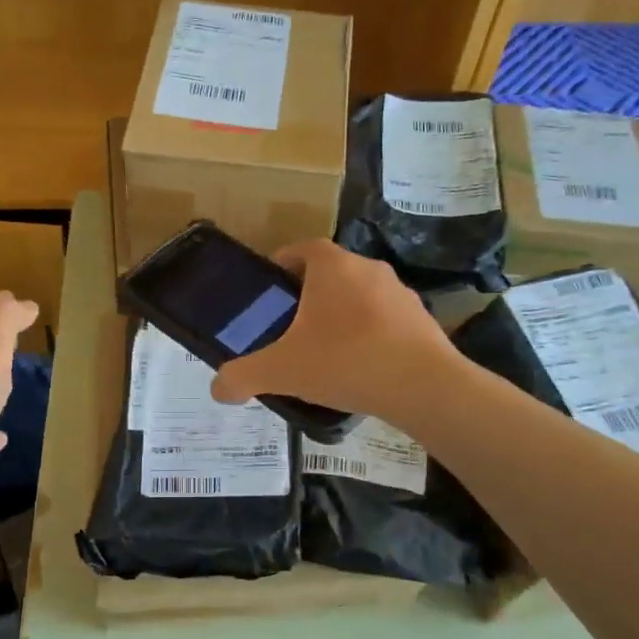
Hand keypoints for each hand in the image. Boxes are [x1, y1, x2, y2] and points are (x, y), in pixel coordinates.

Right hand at [209, 240, 455, 422]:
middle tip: (293, 327)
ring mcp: (401, 292)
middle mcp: (368, 268)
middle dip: (311, 294)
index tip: (273, 289)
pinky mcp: (422, 319)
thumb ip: (243, 376)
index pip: (302, 248)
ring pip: (361, 295)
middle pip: (332, 273)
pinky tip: (362, 367)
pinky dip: (371, 334)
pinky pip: (386, 319)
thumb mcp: (282, 370)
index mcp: (332, 267)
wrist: (422, 385)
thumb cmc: (345, 361)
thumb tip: (217, 389)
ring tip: (328, 351)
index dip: (284, 263)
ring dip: (344, 314)